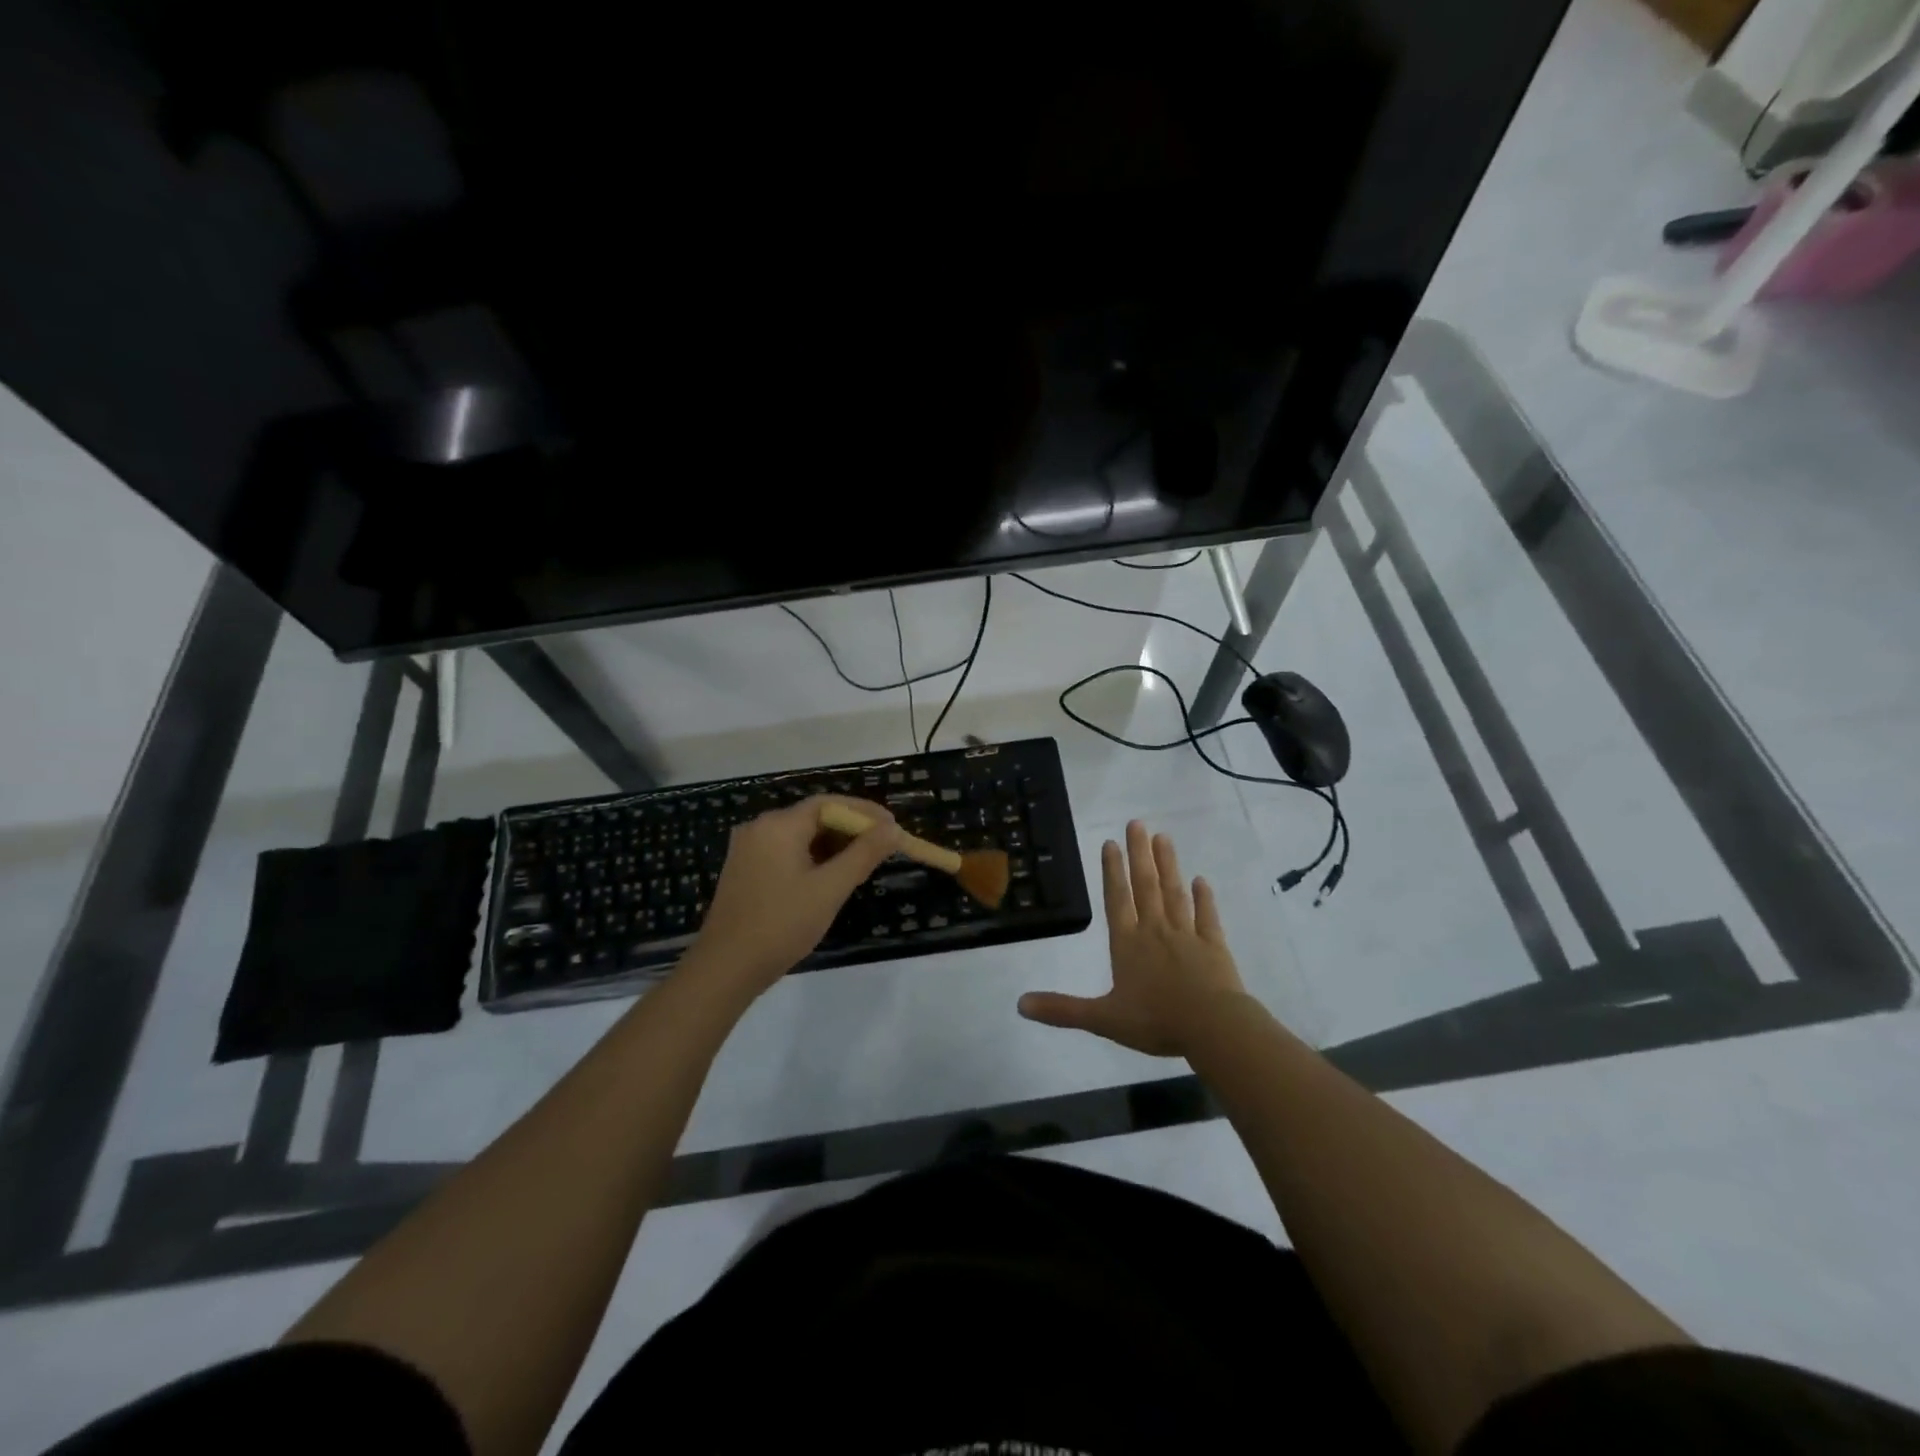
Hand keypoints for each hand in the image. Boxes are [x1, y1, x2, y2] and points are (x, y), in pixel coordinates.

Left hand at [682, 795, 901, 998]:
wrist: (725, 968)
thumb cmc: (782, 924)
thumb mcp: (830, 888)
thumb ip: (864, 854)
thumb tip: (893, 829)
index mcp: (779, 825)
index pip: (829, 803)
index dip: (864, 812)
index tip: (892, 827)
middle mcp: (760, 828)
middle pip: (814, 817)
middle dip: (850, 830)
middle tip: (881, 850)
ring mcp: (748, 849)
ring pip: (801, 837)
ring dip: (832, 847)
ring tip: (860, 867)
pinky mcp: (744, 870)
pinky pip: (786, 852)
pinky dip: (812, 859)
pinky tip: (829, 880)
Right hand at [1018, 820, 1246, 1056]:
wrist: (1214, 1028)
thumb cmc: (1156, 1021)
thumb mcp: (1103, 1019)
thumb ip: (1063, 1010)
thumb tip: (1020, 1004)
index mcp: (1128, 945)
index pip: (1117, 900)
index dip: (1112, 871)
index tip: (1111, 842)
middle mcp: (1155, 931)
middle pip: (1145, 886)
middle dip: (1139, 854)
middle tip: (1137, 823)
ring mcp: (1187, 936)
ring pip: (1174, 894)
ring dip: (1168, 865)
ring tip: (1163, 837)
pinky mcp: (1214, 946)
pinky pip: (1207, 917)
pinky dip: (1205, 898)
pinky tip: (1202, 881)